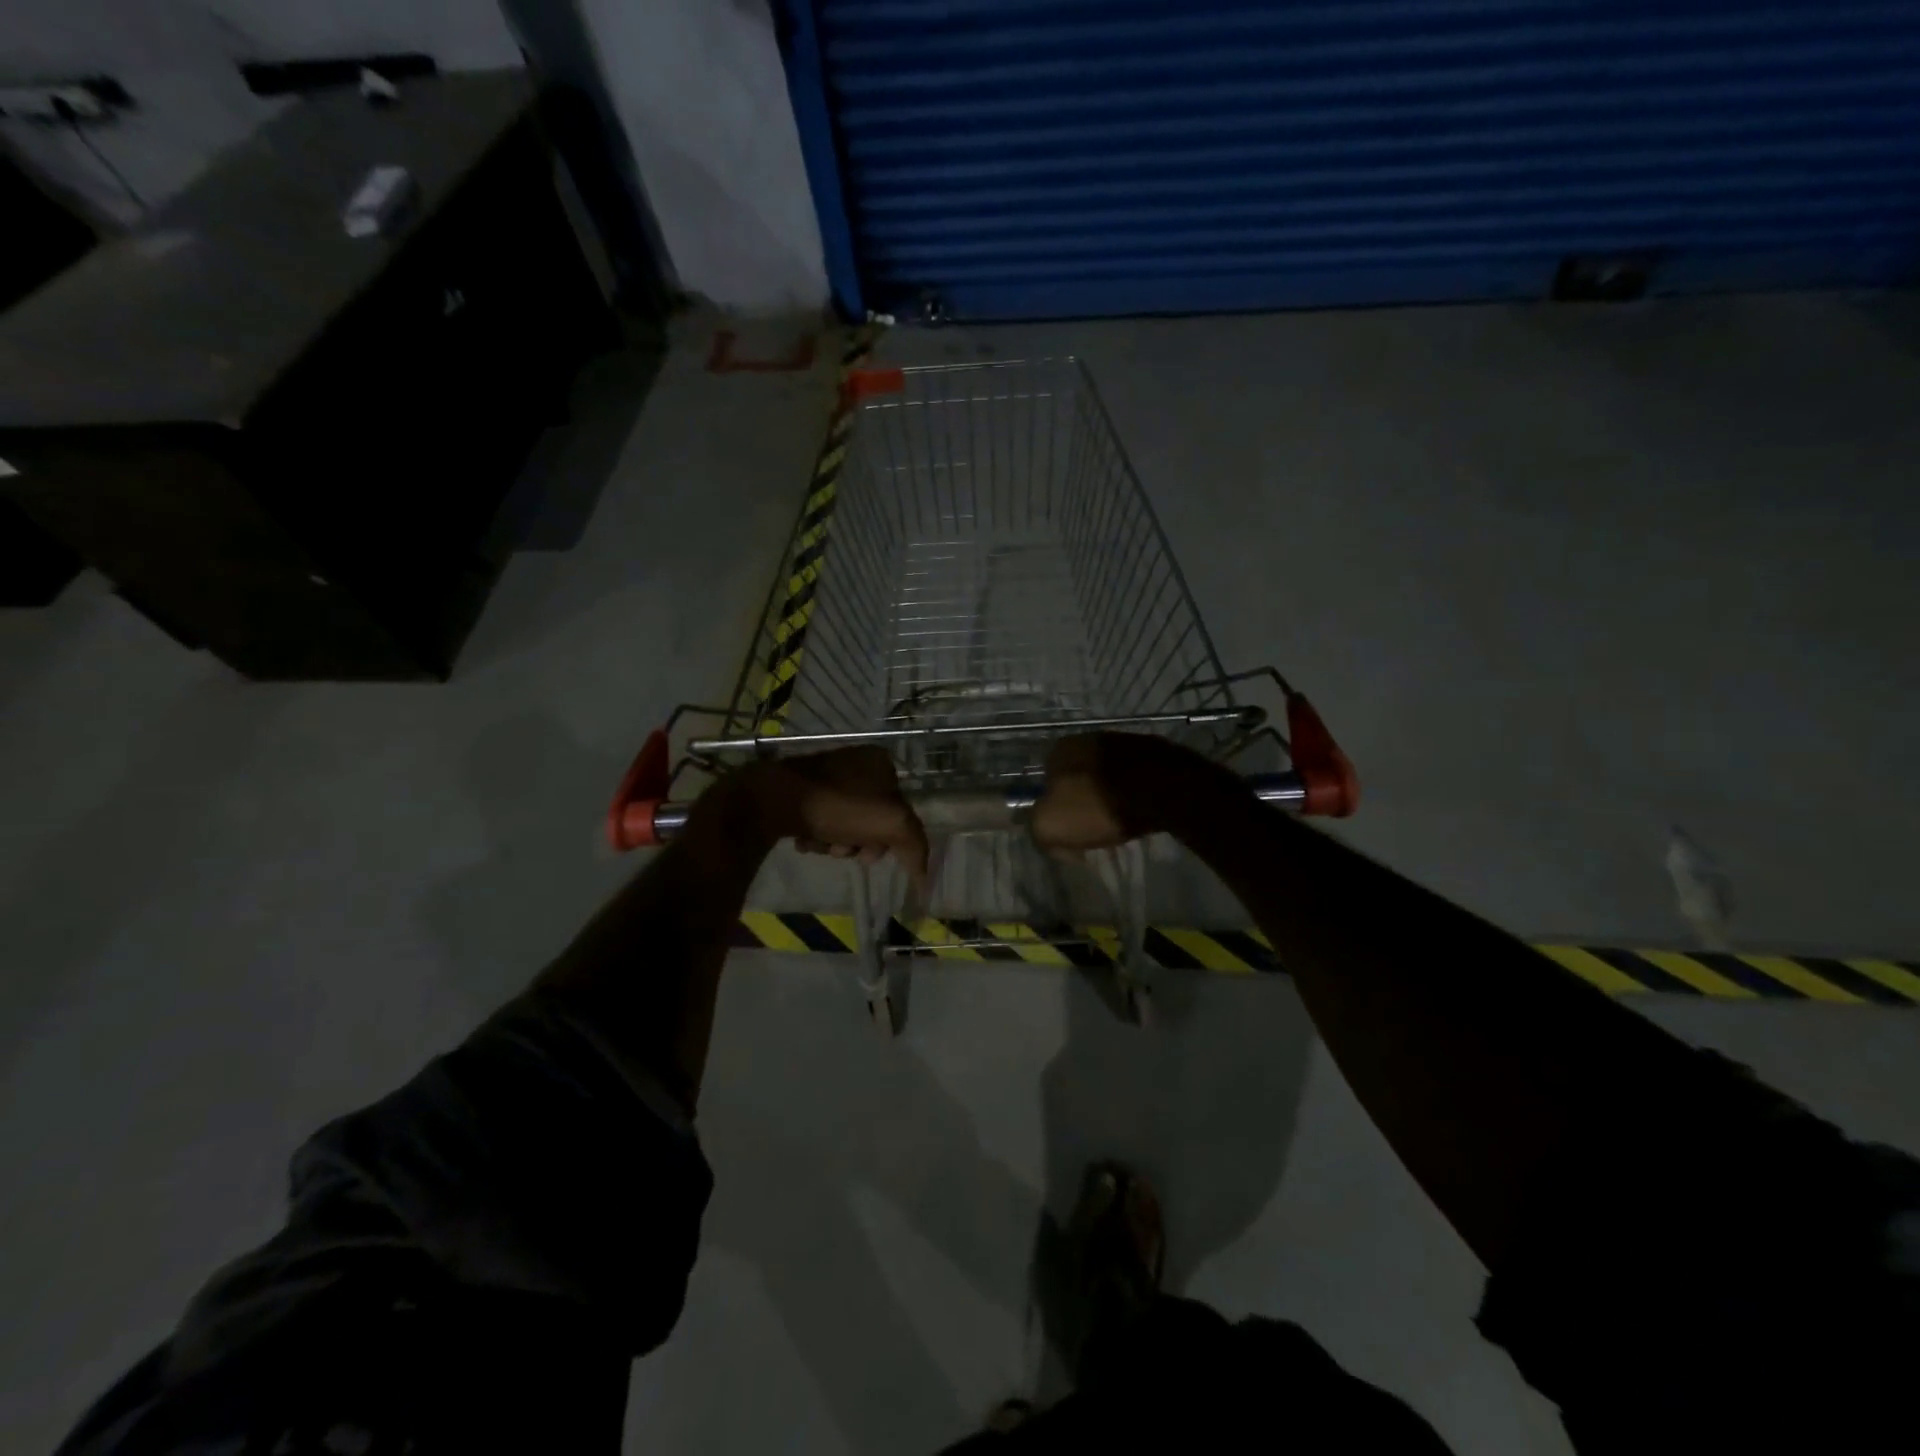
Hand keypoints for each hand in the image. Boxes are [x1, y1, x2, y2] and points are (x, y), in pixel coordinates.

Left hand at [753, 747, 929, 891]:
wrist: (774, 798)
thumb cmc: (838, 805)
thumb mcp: (891, 824)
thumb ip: (915, 848)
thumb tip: (925, 881)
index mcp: (881, 762)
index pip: (900, 810)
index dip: (889, 837)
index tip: (869, 851)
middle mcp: (856, 763)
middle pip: (872, 820)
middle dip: (858, 843)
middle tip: (842, 848)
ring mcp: (826, 775)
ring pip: (846, 824)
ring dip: (836, 843)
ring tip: (819, 843)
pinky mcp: (801, 789)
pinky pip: (821, 820)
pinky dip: (816, 835)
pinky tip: (805, 838)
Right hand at [1031, 732, 1221, 853]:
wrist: (1163, 789)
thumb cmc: (1099, 805)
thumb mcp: (1050, 826)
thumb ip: (1037, 829)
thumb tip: (1051, 838)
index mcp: (1059, 750)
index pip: (1045, 783)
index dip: (1053, 809)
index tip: (1068, 831)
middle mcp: (1087, 738)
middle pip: (1076, 778)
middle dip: (1081, 800)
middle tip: (1093, 827)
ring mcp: (1121, 741)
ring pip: (1105, 776)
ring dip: (1108, 795)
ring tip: (1119, 820)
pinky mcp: (1151, 750)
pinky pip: (1132, 776)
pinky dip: (1132, 791)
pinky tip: (1139, 809)